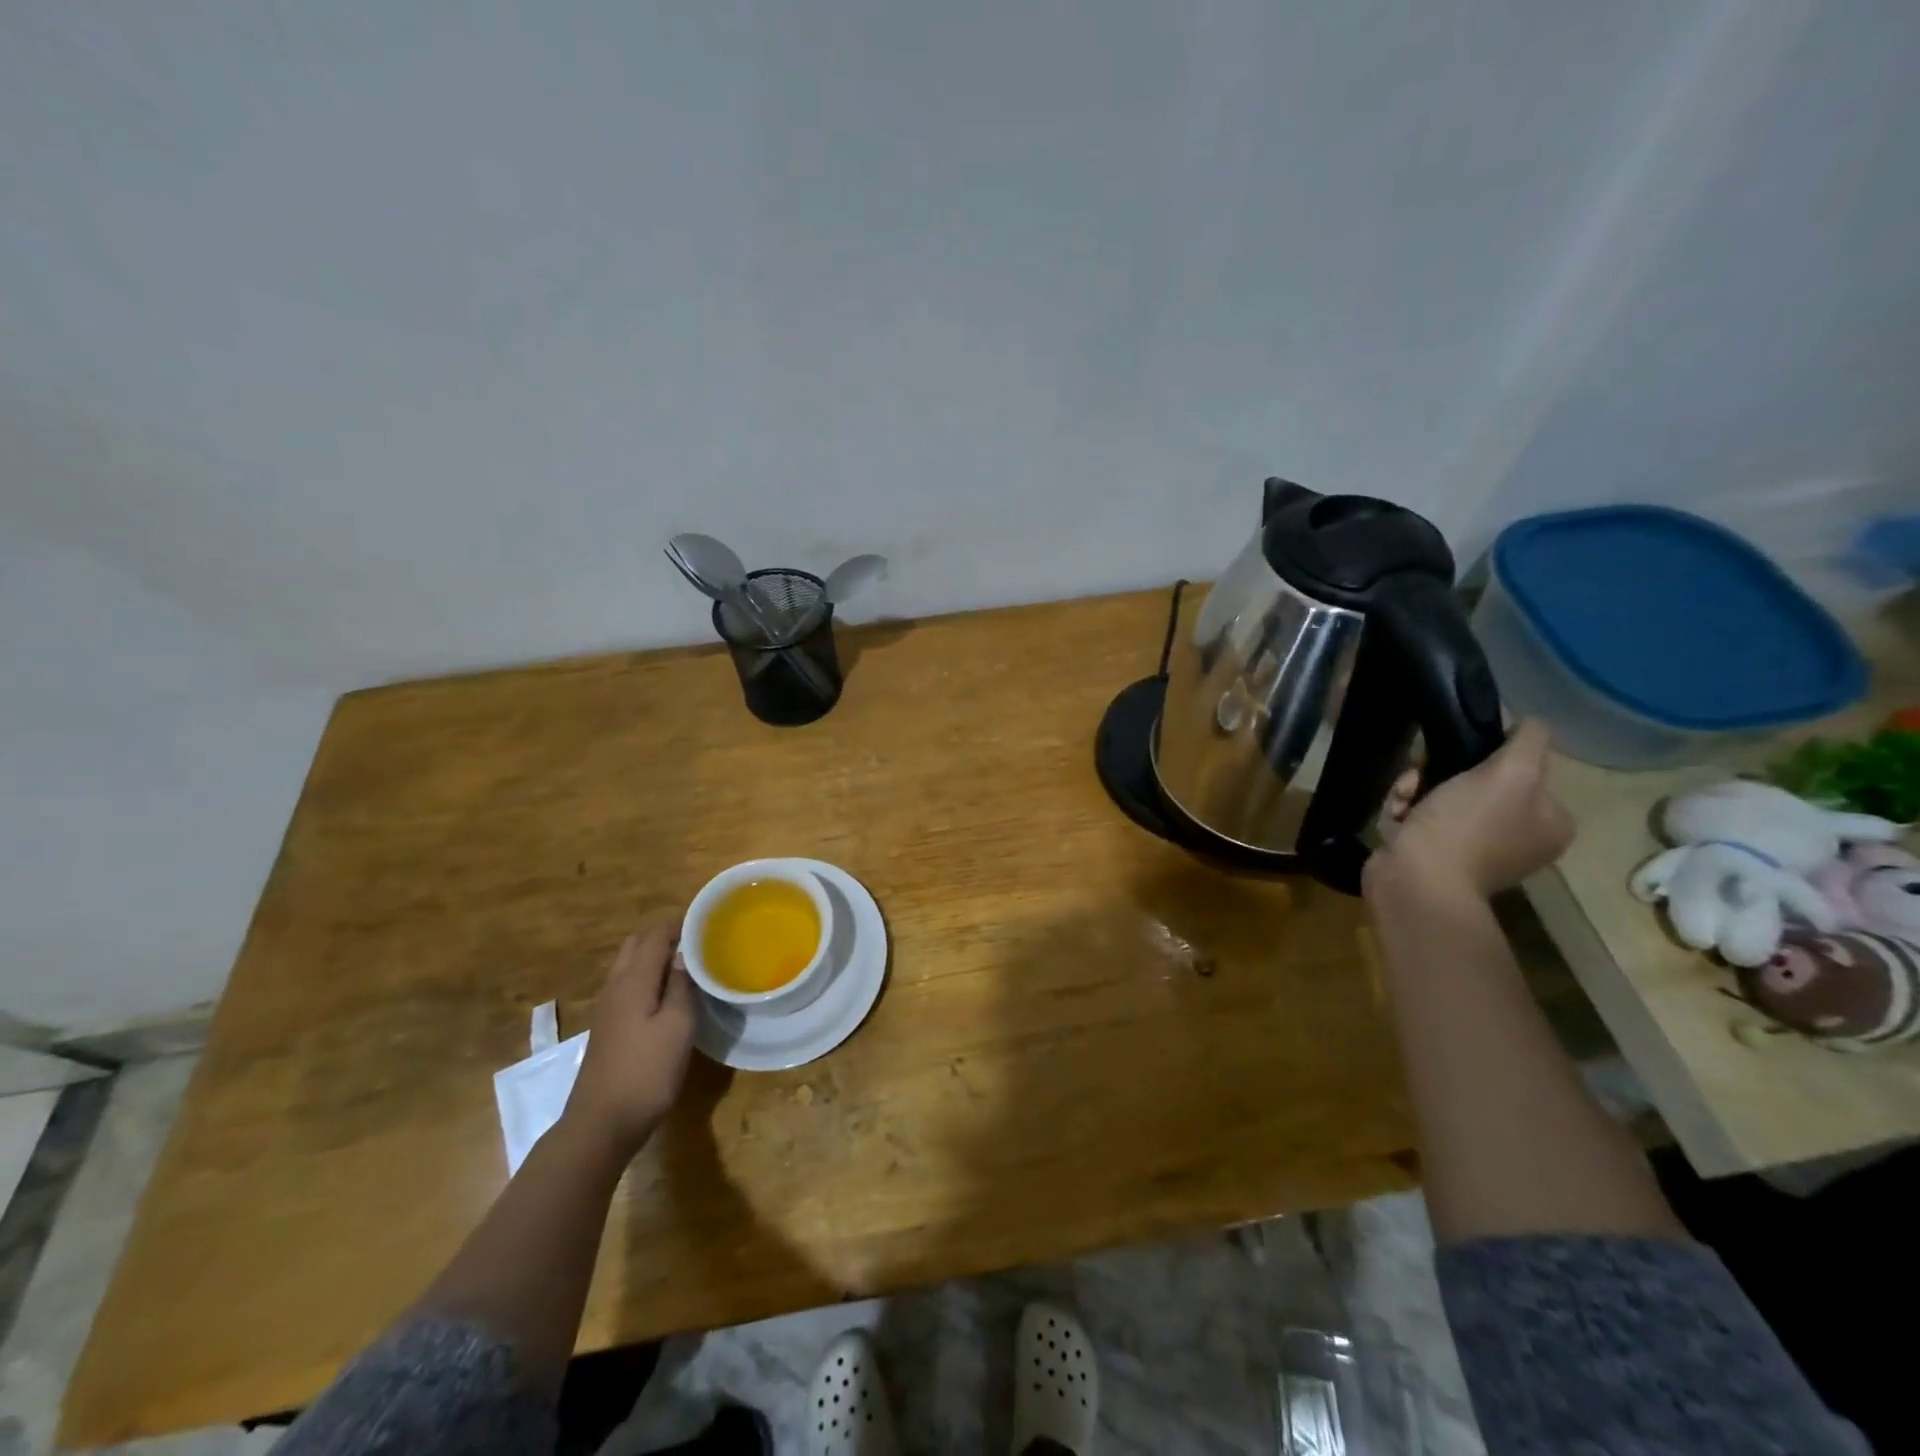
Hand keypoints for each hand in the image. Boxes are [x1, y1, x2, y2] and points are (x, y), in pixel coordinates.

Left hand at [561, 923, 696, 1159]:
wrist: (600, 1125)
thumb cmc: (646, 1072)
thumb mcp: (677, 1026)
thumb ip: (681, 985)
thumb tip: (685, 953)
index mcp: (633, 980)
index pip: (655, 934)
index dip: (681, 922)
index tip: (709, 921)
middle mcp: (615, 986)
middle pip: (638, 944)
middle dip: (667, 935)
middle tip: (701, 941)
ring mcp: (607, 1008)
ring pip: (630, 964)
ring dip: (657, 956)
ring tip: (690, 964)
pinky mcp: (608, 1027)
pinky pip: (629, 985)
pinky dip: (649, 976)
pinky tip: (670, 994)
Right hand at [1367, 718, 1575, 900]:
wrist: (1417, 879)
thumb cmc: (1467, 825)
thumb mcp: (1510, 773)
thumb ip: (1528, 741)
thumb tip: (1532, 721)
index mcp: (1550, 821)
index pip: (1523, 768)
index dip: (1487, 753)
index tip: (1457, 751)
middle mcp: (1520, 836)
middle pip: (1479, 780)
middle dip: (1441, 771)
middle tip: (1420, 773)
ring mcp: (1477, 849)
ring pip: (1444, 795)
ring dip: (1418, 787)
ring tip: (1404, 796)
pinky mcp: (1438, 855)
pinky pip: (1424, 818)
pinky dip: (1408, 811)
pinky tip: (1398, 815)